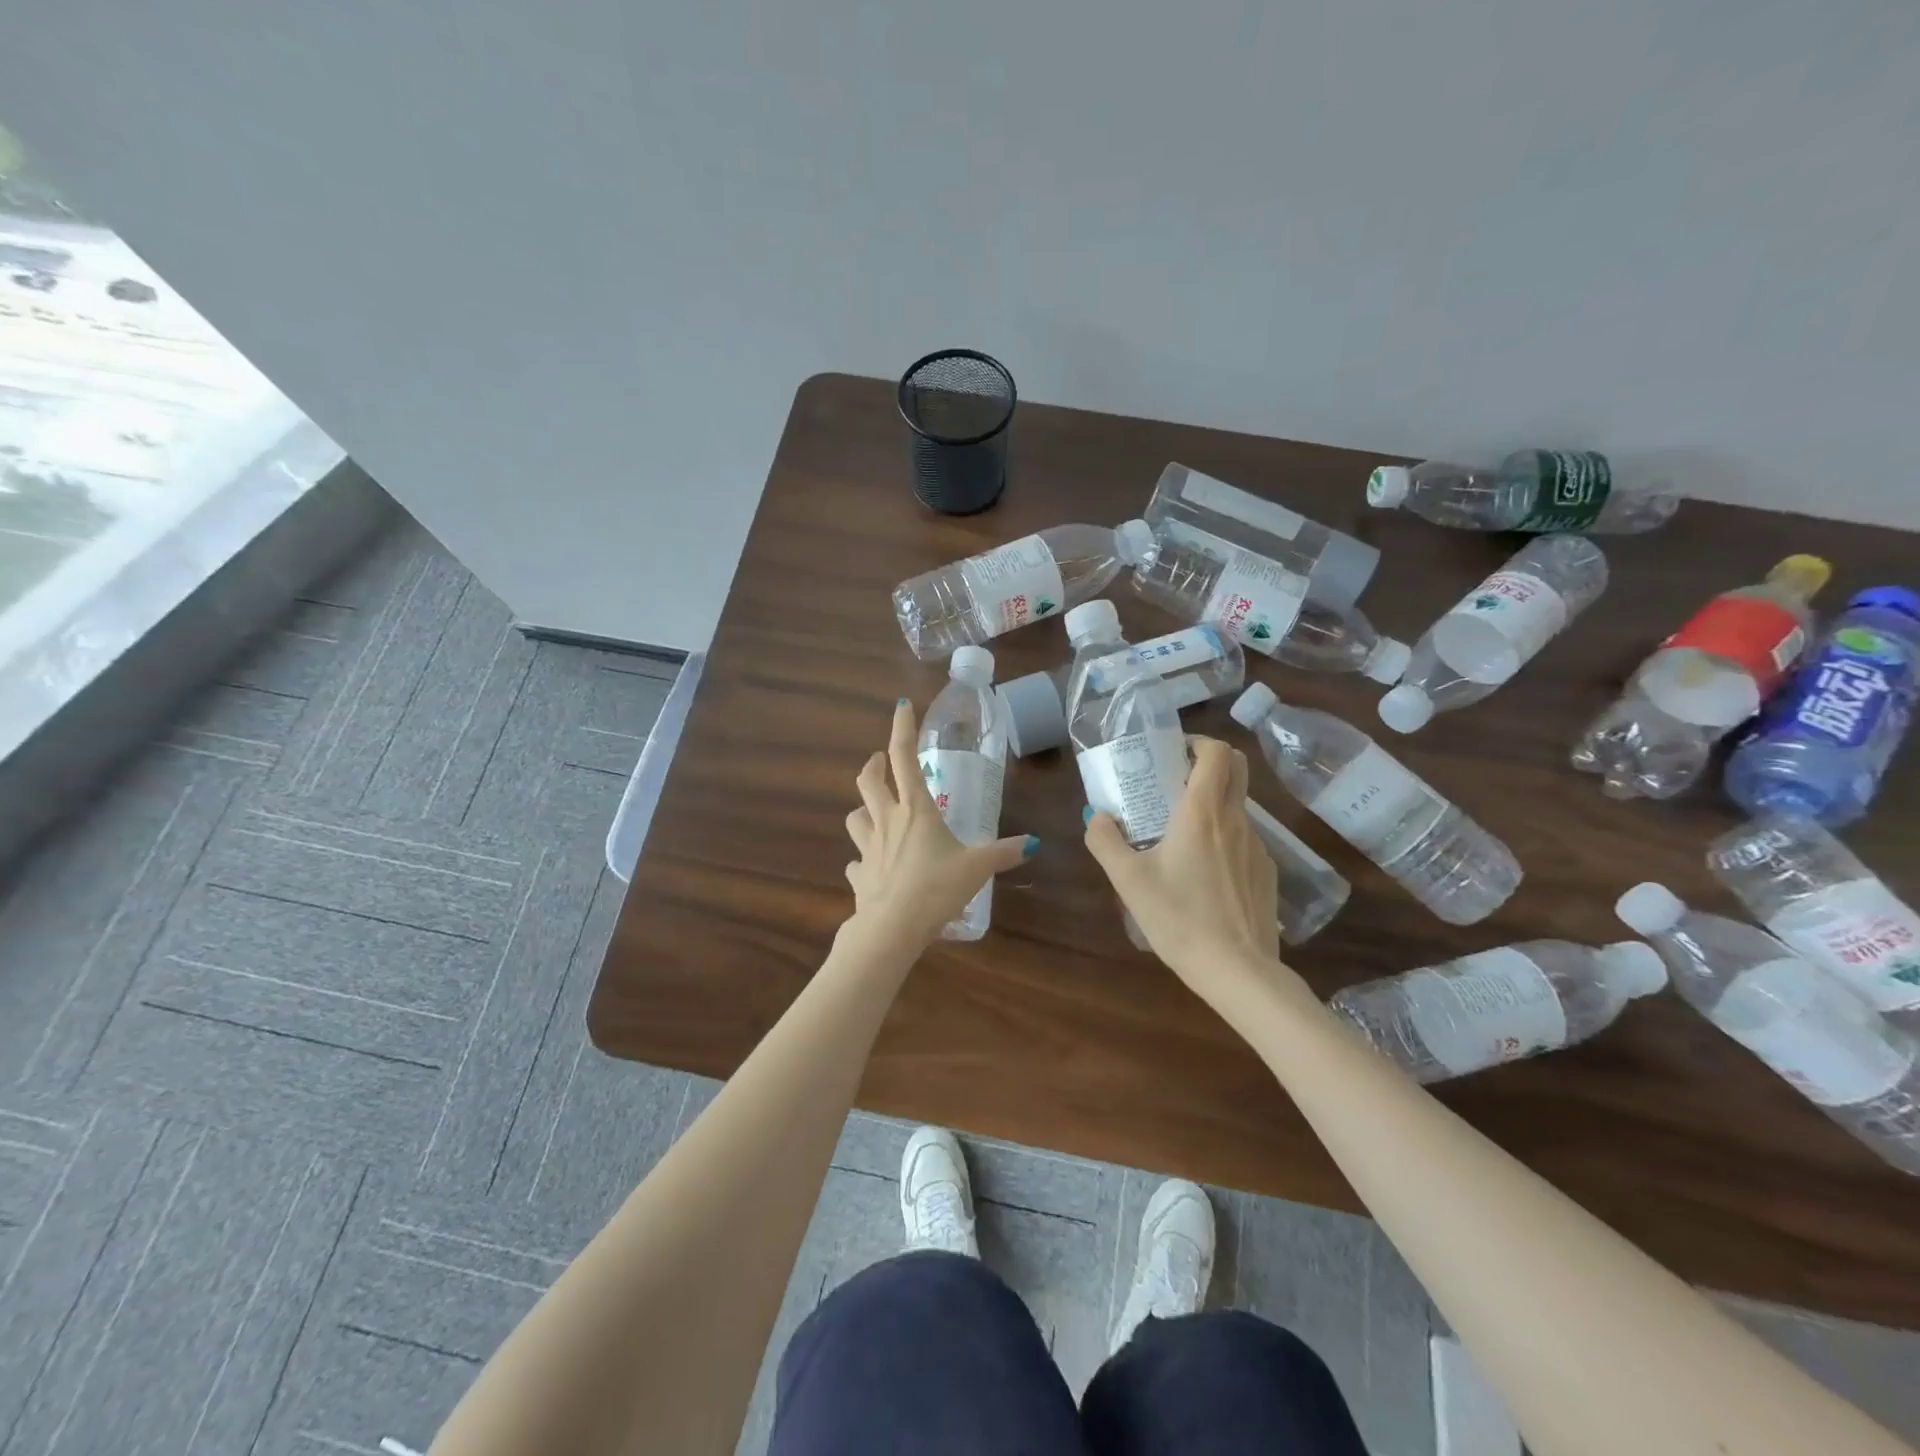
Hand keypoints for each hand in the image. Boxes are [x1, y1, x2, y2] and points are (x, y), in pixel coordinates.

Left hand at [843, 699, 1035, 947]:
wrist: (891, 929)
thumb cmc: (935, 889)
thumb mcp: (976, 868)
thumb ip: (1003, 853)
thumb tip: (1032, 843)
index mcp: (916, 810)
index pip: (904, 757)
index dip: (902, 728)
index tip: (901, 706)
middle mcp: (887, 821)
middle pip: (868, 781)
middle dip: (873, 764)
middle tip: (878, 760)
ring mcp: (868, 848)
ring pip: (855, 816)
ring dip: (862, 808)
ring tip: (872, 810)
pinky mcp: (859, 875)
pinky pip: (856, 861)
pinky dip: (862, 858)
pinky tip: (870, 865)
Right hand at [1084, 736, 1284, 1002]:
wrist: (1238, 971)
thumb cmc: (1179, 918)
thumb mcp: (1128, 880)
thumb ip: (1105, 841)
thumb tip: (1097, 817)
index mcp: (1202, 812)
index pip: (1218, 752)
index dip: (1197, 743)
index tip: (1172, 755)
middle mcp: (1235, 820)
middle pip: (1237, 768)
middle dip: (1208, 764)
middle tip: (1174, 782)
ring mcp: (1257, 846)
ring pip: (1237, 806)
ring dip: (1211, 805)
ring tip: (1179, 835)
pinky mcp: (1266, 872)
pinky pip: (1243, 839)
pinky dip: (1223, 838)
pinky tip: (1202, 874)